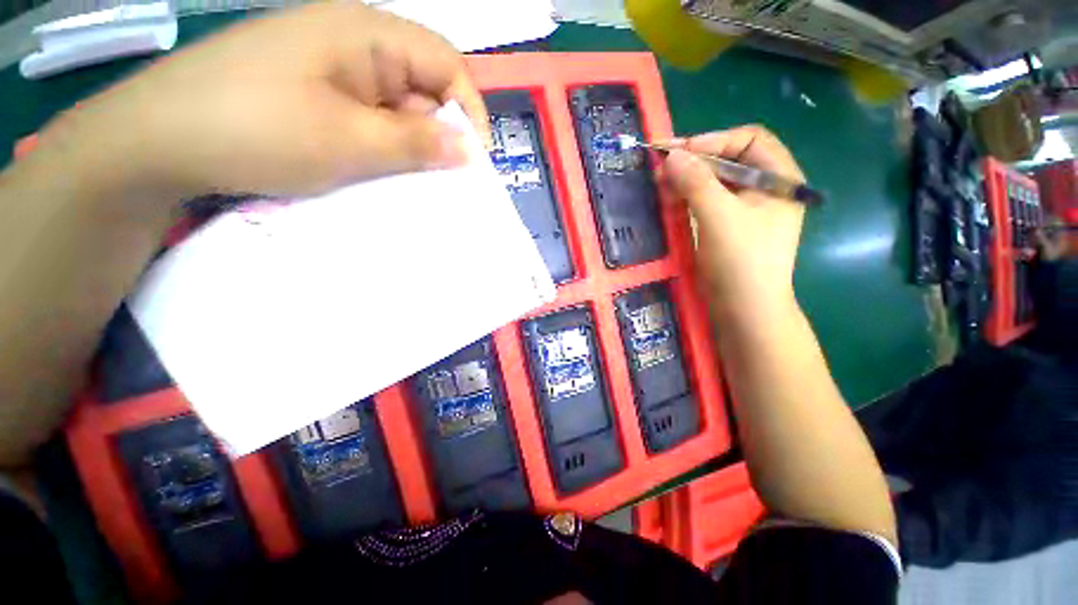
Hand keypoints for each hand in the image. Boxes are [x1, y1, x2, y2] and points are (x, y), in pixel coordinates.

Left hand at [38, 3, 487, 199]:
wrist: (158, 142)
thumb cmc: (256, 128)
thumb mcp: (349, 140)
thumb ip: (416, 143)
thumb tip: (469, 150)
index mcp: (366, 34)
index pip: (446, 63)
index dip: (469, 110)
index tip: (475, 159)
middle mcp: (354, 44)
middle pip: (422, 88)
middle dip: (439, 136)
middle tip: (444, 183)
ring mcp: (332, 71)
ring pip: (396, 110)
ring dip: (409, 148)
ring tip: (412, 186)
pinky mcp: (315, 96)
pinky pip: (368, 121)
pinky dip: (382, 150)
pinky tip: (379, 175)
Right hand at [662, 126, 805, 314]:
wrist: (745, 309)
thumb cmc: (741, 261)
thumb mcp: (719, 217)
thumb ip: (696, 182)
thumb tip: (672, 155)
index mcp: (778, 179)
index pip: (748, 140)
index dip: (714, 141)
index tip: (681, 153)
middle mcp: (764, 189)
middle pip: (728, 161)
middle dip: (695, 162)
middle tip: (662, 170)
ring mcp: (744, 210)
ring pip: (713, 182)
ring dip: (686, 181)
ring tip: (660, 186)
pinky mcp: (726, 227)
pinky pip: (706, 203)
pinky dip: (687, 199)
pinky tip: (669, 203)